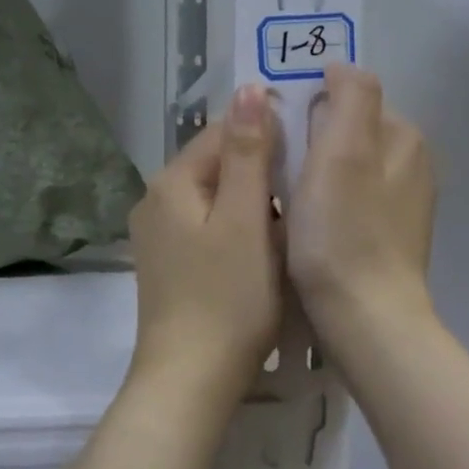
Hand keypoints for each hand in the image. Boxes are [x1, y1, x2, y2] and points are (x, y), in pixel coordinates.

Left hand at [129, 84, 282, 400]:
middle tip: (309, 189)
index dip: (269, 132)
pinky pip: (210, 229)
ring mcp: (160, 236)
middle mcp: (156, 201)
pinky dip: (239, 230)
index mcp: (172, 182)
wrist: (190, 379)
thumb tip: (249, 89)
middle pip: (218, 165)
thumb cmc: (227, 298)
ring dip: (254, 202)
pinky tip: (265, 250)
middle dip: (263, 170)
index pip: (223, 131)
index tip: (313, 149)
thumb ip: (248, 153)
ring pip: (217, 199)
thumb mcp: (244, 220)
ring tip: (294, 219)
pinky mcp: (170, 265)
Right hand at [287, 64, 435, 345]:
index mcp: (405, 138)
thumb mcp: (344, 151)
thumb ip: (350, 97)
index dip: (309, 112)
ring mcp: (404, 208)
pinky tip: (310, 234)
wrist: (365, 319)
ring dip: (315, 180)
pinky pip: (350, 207)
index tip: (279, 142)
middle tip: (279, 177)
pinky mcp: (390, 241)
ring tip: (288, 207)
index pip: (349, 99)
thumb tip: (342, 67)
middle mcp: (413, 167)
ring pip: (346, 173)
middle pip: (348, 137)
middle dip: (312, 147)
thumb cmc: (343, 233)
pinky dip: (328, 210)